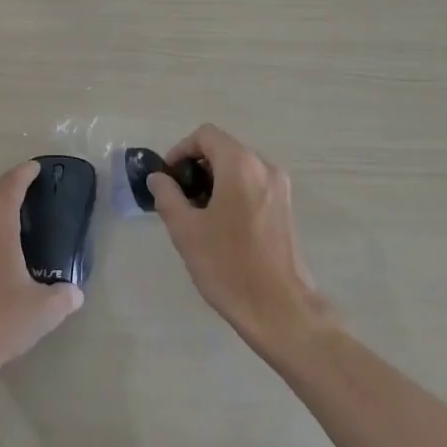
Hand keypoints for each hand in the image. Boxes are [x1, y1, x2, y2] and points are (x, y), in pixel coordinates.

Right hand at [148, 124, 334, 353]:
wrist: (282, 312)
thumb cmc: (229, 267)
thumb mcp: (186, 231)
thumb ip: (167, 196)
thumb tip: (158, 178)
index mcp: (240, 164)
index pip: (205, 135)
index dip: (181, 150)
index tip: (168, 178)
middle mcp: (264, 167)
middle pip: (223, 149)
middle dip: (197, 168)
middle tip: (179, 199)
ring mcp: (280, 188)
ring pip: (239, 169)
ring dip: (215, 181)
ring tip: (198, 216)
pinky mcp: (287, 209)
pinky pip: (253, 186)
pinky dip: (234, 193)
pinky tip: (222, 227)